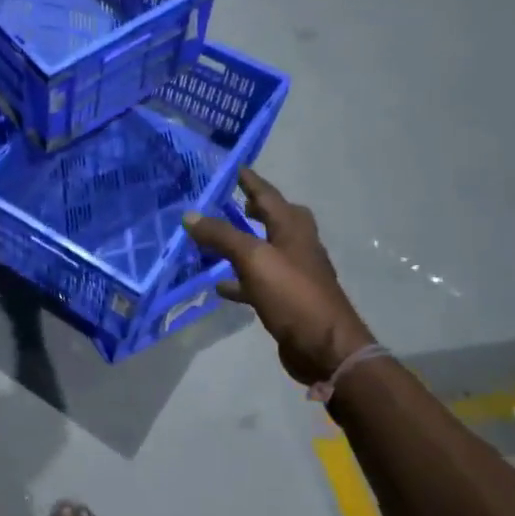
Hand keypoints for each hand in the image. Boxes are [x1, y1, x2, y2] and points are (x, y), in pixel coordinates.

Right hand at [184, 168, 374, 386]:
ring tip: (215, 242)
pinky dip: (240, 279)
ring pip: (265, 251)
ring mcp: (294, 275)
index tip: (234, 168)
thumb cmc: (293, 294)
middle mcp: (297, 247)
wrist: (324, 347)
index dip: (251, 182)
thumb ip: (222, 236)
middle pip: (276, 220)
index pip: (269, 196)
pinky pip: (258, 281)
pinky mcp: (286, 300)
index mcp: (294, 229)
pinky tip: (220, 285)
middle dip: (256, 210)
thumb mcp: (253, 259)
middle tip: (232, 202)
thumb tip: (190, 215)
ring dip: (243, 245)